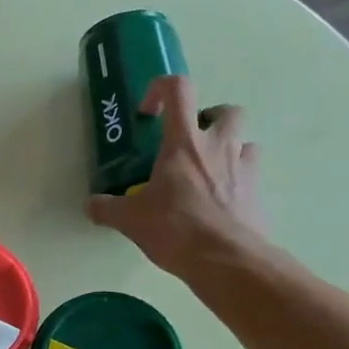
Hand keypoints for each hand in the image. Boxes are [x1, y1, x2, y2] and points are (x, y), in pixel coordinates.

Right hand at [87, 75, 271, 277]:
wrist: (226, 259)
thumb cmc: (175, 229)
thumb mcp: (130, 220)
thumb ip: (107, 208)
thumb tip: (91, 205)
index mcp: (184, 142)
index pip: (179, 89)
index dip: (161, 89)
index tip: (149, 113)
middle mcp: (219, 145)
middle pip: (225, 110)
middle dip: (208, 119)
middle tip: (189, 143)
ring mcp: (244, 167)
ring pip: (245, 140)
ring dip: (228, 148)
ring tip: (207, 173)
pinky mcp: (258, 192)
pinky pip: (251, 174)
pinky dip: (237, 180)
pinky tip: (221, 201)